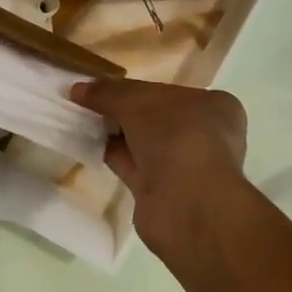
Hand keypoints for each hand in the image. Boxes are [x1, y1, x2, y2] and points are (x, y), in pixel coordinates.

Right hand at [70, 77, 247, 253]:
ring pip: (142, 141)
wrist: (186, 205)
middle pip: (154, 116)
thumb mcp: (136, 102)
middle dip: (122, 109)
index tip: (105, 86)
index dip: (135, 87)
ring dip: (114, 131)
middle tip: (86, 100)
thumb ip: (107, 93)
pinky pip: (132, 164)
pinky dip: (111, 153)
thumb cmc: (175, 137)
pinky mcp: (163, 190)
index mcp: (213, 106)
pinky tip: (86, 142)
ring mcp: (184, 165)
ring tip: (79, 117)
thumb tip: (77, 89)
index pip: (168, 91)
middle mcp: (204, 134)